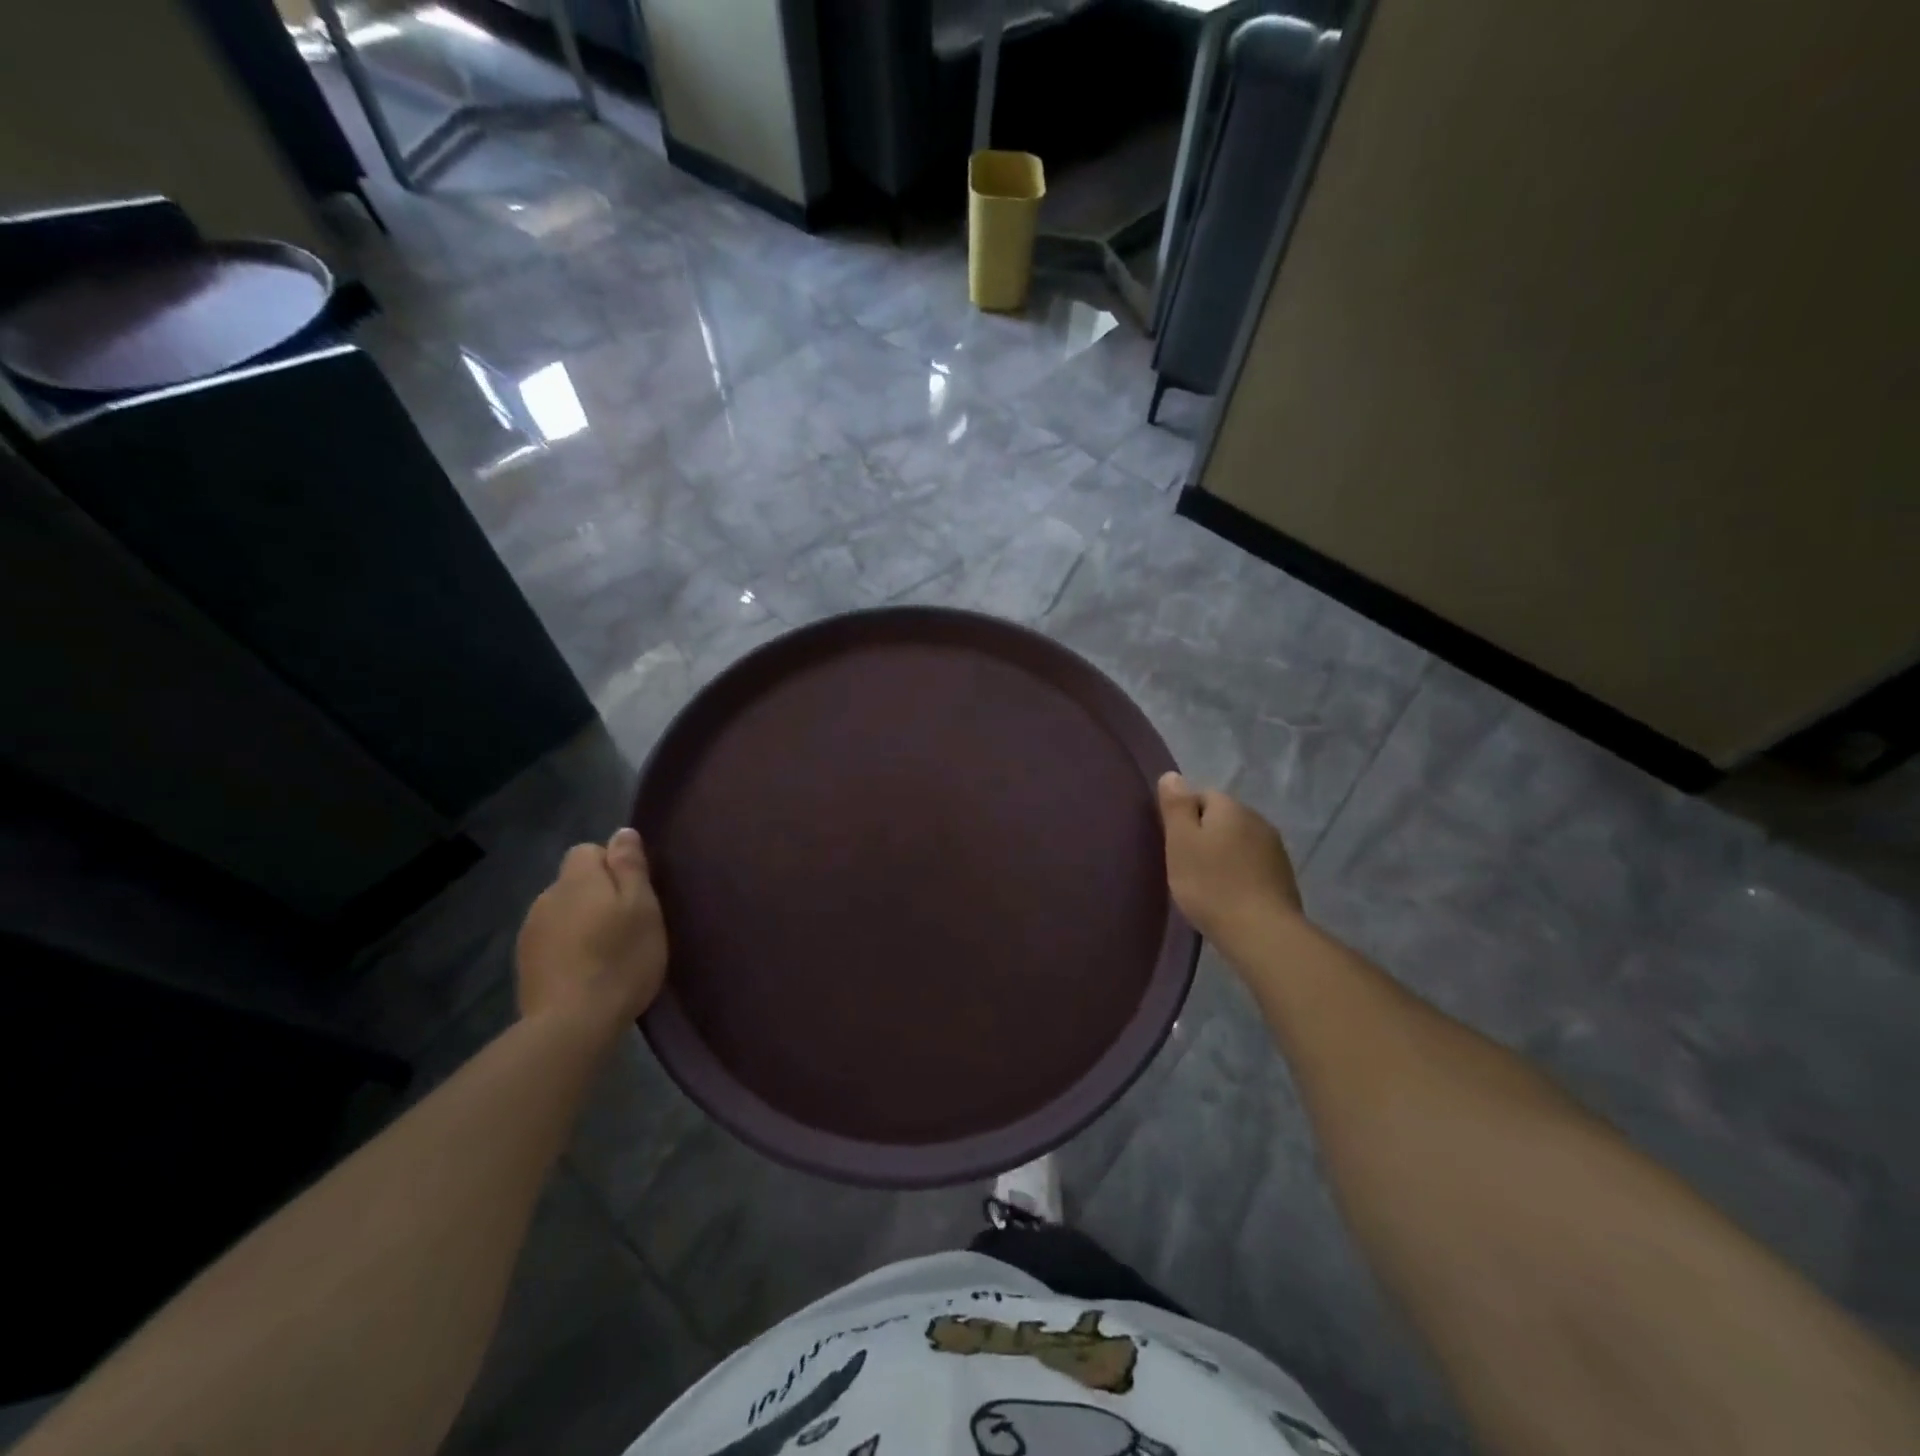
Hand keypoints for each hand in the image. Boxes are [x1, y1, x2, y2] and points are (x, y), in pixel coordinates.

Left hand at [516, 827, 668, 1028]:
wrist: (572, 1024)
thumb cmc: (620, 958)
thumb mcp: (642, 907)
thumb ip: (630, 866)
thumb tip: (622, 832)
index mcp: (576, 879)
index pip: (589, 850)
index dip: (613, 866)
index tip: (634, 894)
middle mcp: (546, 897)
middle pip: (575, 882)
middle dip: (598, 895)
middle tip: (627, 925)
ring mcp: (530, 932)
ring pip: (563, 912)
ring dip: (582, 922)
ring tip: (607, 951)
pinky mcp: (525, 965)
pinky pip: (553, 941)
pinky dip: (568, 948)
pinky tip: (586, 971)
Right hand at [1157, 773, 1302, 946]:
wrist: (1261, 932)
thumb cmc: (1211, 884)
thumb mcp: (1180, 841)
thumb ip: (1176, 806)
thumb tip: (1173, 775)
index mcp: (1231, 807)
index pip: (1201, 795)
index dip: (1183, 818)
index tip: (1174, 845)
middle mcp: (1257, 819)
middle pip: (1222, 818)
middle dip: (1204, 835)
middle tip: (1186, 865)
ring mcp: (1275, 849)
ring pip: (1239, 841)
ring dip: (1223, 854)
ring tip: (1207, 883)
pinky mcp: (1283, 876)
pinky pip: (1252, 864)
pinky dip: (1239, 873)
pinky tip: (1229, 895)